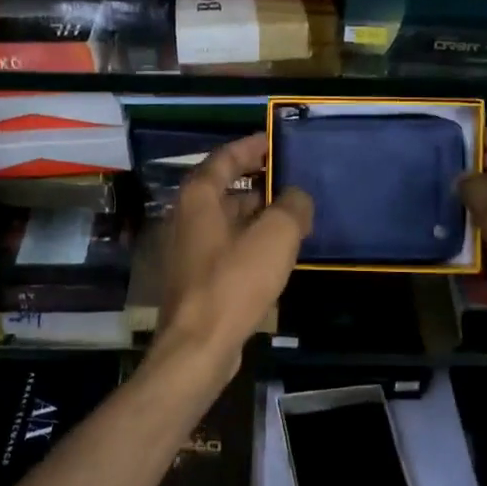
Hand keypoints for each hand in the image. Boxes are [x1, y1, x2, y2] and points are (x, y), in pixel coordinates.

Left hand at [151, 133, 312, 384]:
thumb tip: (298, 196)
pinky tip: (277, 252)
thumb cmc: (234, 281)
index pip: (225, 157)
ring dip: (258, 213)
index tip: (275, 140)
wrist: (199, 345)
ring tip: (294, 214)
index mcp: (199, 196)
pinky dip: (251, 239)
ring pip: (228, 218)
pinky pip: (228, 245)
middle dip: (259, 181)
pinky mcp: (197, 277)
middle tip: (292, 178)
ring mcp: (190, 248)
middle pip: (225, 187)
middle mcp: (188, 216)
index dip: (251, 146)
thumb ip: (292, 207)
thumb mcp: (275, 236)